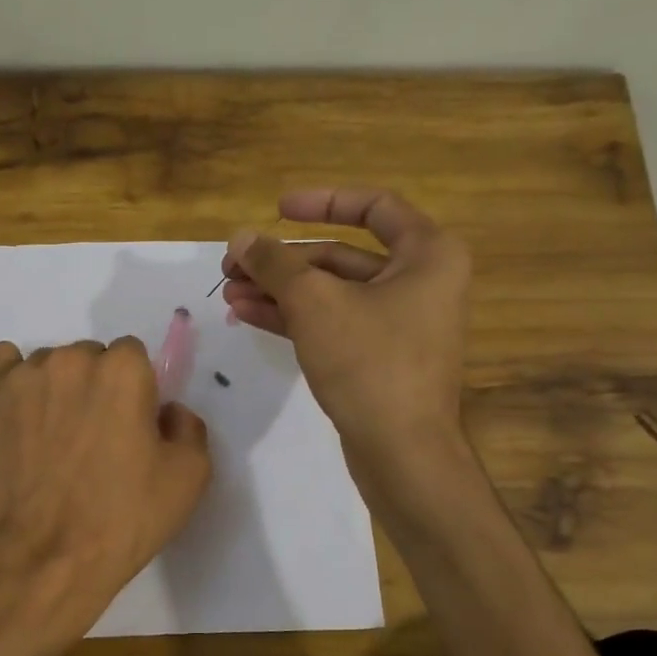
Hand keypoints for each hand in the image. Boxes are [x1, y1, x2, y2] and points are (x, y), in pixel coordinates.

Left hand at [0, 337, 211, 625]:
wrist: (46, 555)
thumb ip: (188, 427)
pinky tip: (23, 412)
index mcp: (123, 369)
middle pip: (91, 357)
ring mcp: (24, 376)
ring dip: (58, 388)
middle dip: (97, 387)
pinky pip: (4, 363)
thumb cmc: (123, 517)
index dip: (137, 391)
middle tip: (96, 437)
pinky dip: (16, 380)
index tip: (132, 426)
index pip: (133, 356)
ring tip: (56, 437)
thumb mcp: (189, 477)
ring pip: (51, 364)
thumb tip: (167, 411)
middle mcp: (72, 359)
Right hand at [221, 188, 471, 461]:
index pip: (374, 207)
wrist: (402, 453)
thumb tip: (240, 238)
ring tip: (229, 292)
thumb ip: (275, 264)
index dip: (322, 202)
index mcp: (427, 254)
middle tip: (233, 265)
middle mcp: (420, 282)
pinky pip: (333, 323)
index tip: (277, 209)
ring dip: (280, 290)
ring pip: (332, 293)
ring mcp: (400, 323)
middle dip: (283, 261)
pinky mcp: (379, 357)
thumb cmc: (370, 362)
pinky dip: (294, 317)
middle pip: (341, 255)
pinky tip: (248, 314)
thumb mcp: (315, 304)